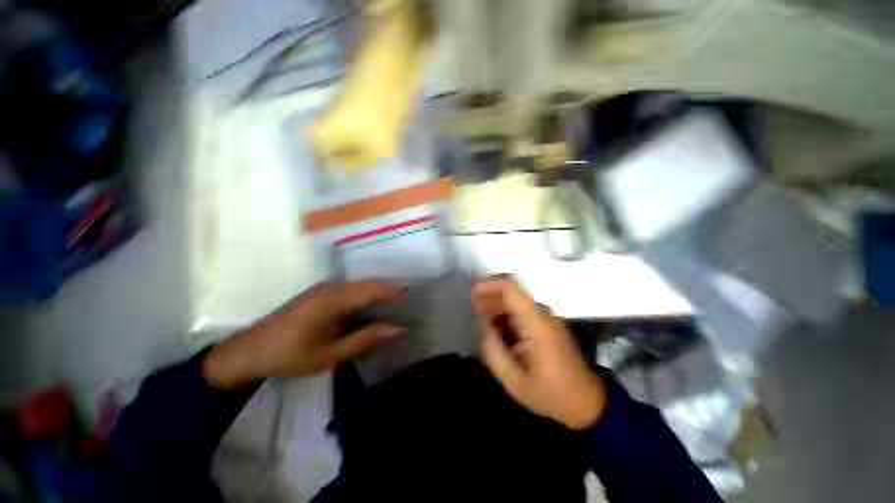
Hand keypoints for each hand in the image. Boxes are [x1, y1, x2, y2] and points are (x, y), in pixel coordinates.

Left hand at [203, 281, 402, 388]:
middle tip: (408, 305)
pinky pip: (350, 290)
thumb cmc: (290, 355)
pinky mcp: (319, 293)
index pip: (374, 288)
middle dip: (389, 292)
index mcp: (335, 298)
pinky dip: (364, 297)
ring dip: (377, 294)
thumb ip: (366, 338)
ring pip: (360, 286)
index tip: (414, 298)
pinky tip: (370, 309)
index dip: (396, 291)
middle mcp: (332, 286)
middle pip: (369, 284)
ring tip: (394, 307)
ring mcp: (324, 288)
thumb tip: (397, 329)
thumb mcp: (331, 353)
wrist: (248, 352)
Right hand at [473, 277, 605, 429]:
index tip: (472, 294)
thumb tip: (483, 323)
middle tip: (472, 310)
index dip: (489, 285)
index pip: (511, 289)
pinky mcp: (546, 323)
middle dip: (489, 297)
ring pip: (515, 300)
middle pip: (511, 292)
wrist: (585, 402)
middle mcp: (542, 313)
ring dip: (496, 306)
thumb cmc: (549, 393)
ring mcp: (546, 317)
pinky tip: (497, 329)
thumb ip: (492, 348)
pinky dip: (506, 314)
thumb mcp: (513, 379)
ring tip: (481, 321)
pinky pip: (521, 310)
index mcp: (535, 323)